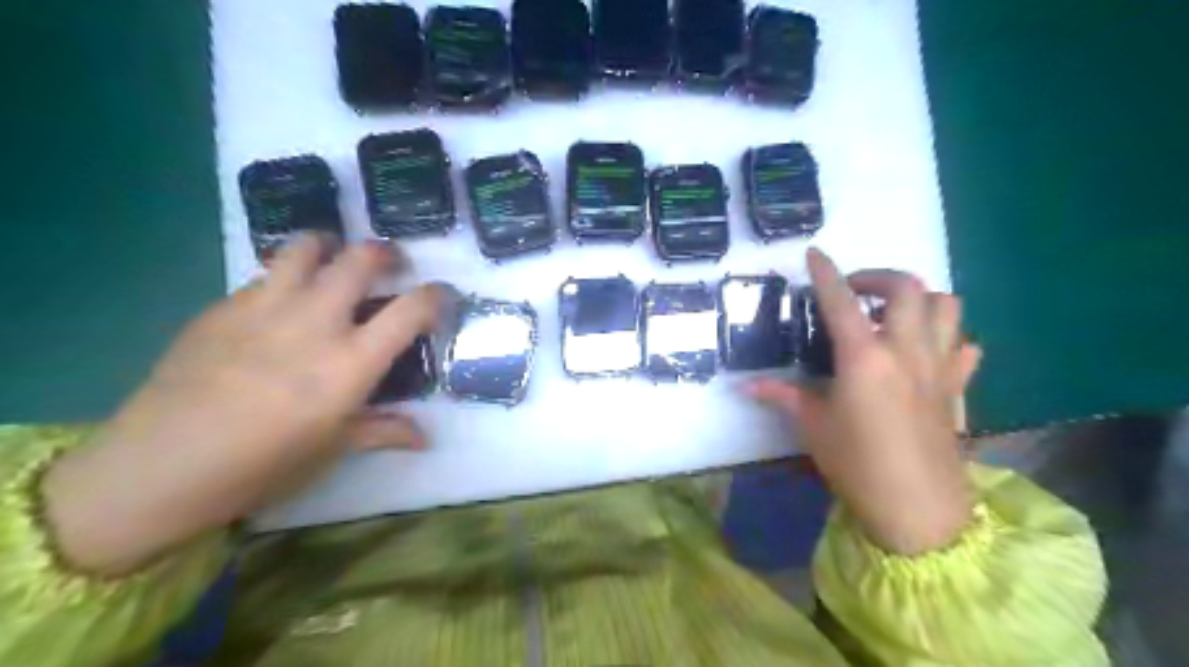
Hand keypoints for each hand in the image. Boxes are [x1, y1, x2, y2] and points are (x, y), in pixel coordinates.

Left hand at [41, 236, 446, 572]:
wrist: (159, 466)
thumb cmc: (262, 465)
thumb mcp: (333, 450)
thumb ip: (383, 431)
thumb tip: (424, 438)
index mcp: (351, 362)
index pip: (411, 309)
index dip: (436, 295)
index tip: (442, 296)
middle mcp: (315, 322)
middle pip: (361, 259)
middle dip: (386, 253)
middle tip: (391, 265)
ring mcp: (265, 307)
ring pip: (307, 247)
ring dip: (331, 248)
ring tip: (335, 263)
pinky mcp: (223, 307)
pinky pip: (265, 276)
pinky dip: (286, 278)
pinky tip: (280, 306)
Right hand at [751, 249, 986, 553]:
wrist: (918, 508)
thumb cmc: (857, 464)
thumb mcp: (812, 426)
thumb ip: (782, 396)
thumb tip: (747, 385)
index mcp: (864, 357)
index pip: (840, 300)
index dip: (825, 272)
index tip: (815, 253)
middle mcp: (905, 350)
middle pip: (906, 287)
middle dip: (877, 276)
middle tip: (854, 291)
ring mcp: (938, 367)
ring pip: (946, 306)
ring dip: (918, 298)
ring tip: (890, 314)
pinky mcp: (956, 388)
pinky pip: (964, 347)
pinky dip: (947, 337)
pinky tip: (925, 351)